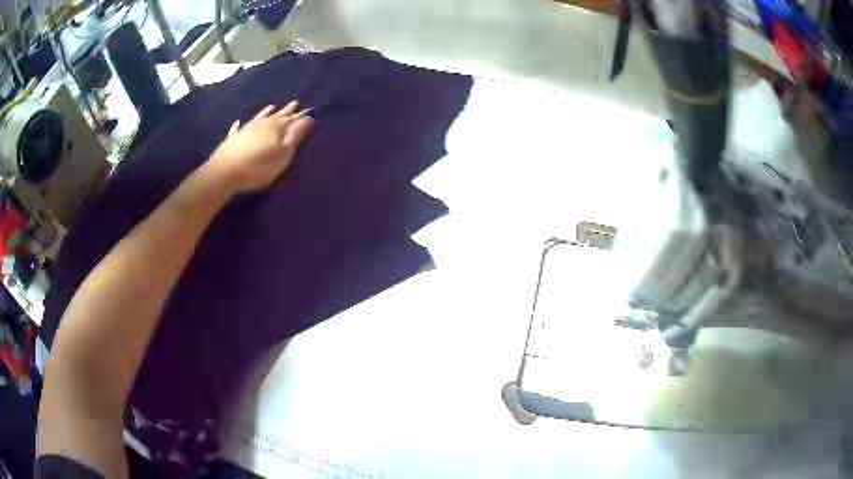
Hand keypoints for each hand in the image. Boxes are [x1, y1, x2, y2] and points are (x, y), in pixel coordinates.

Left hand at [204, 101, 315, 193]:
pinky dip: (238, 125)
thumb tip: (309, 117)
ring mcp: (245, 130)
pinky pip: (237, 129)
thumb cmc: (259, 166)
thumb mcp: (284, 153)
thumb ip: (296, 135)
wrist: (226, 172)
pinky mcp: (232, 140)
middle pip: (277, 115)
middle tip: (295, 103)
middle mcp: (261, 124)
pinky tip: (237, 122)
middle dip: (287, 110)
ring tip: (272, 106)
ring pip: (259, 118)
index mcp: (276, 127)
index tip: (310, 109)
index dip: (301, 116)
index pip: (292, 119)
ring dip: (266, 112)